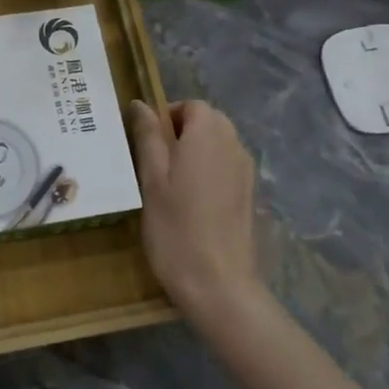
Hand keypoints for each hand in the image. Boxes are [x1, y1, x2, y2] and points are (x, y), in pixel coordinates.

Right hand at [127, 99, 262, 329]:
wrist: (218, 284)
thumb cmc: (175, 227)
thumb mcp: (151, 179)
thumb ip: (147, 136)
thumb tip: (139, 104)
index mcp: (207, 135)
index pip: (191, 105)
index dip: (167, 116)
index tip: (146, 144)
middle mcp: (233, 145)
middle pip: (208, 121)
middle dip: (181, 132)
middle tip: (154, 163)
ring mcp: (245, 171)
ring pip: (218, 144)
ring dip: (195, 151)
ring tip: (170, 184)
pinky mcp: (249, 194)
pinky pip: (227, 166)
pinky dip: (209, 171)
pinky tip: (191, 201)